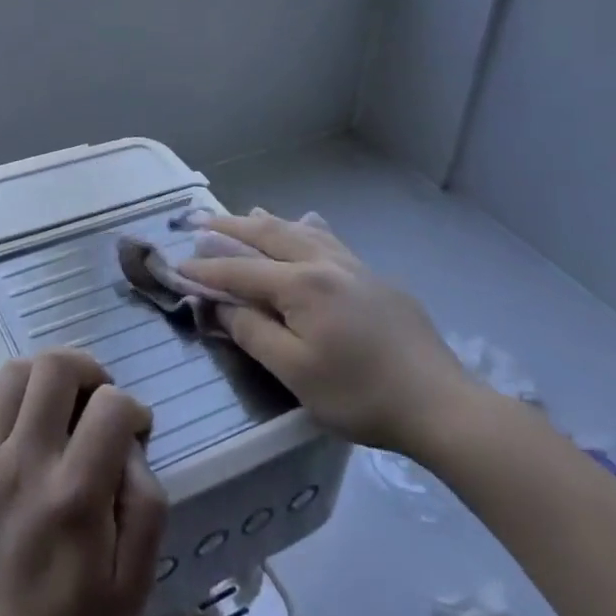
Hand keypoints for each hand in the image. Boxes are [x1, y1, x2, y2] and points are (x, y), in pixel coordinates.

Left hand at [0, 347, 167, 615]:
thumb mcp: (135, 579)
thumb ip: (148, 503)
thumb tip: (131, 444)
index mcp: (74, 494)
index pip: (110, 406)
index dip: (133, 410)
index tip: (135, 434)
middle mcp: (26, 462)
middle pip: (56, 367)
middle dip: (90, 370)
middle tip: (99, 401)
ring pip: (17, 369)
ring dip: (49, 373)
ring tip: (64, 401)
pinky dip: (14, 386)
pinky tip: (29, 412)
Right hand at [182, 210, 477, 458]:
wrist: (439, 403)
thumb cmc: (360, 394)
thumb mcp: (295, 372)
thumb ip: (253, 332)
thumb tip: (222, 305)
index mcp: (301, 284)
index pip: (240, 272)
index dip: (206, 271)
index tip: (177, 266)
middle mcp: (323, 263)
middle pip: (268, 236)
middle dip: (230, 229)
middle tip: (200, 221)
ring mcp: (353, 266)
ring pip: (300, 231)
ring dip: (266, 222)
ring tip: (245, 213)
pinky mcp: (374, 278)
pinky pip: (329, 240)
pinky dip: (306, 228)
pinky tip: (309, 224)